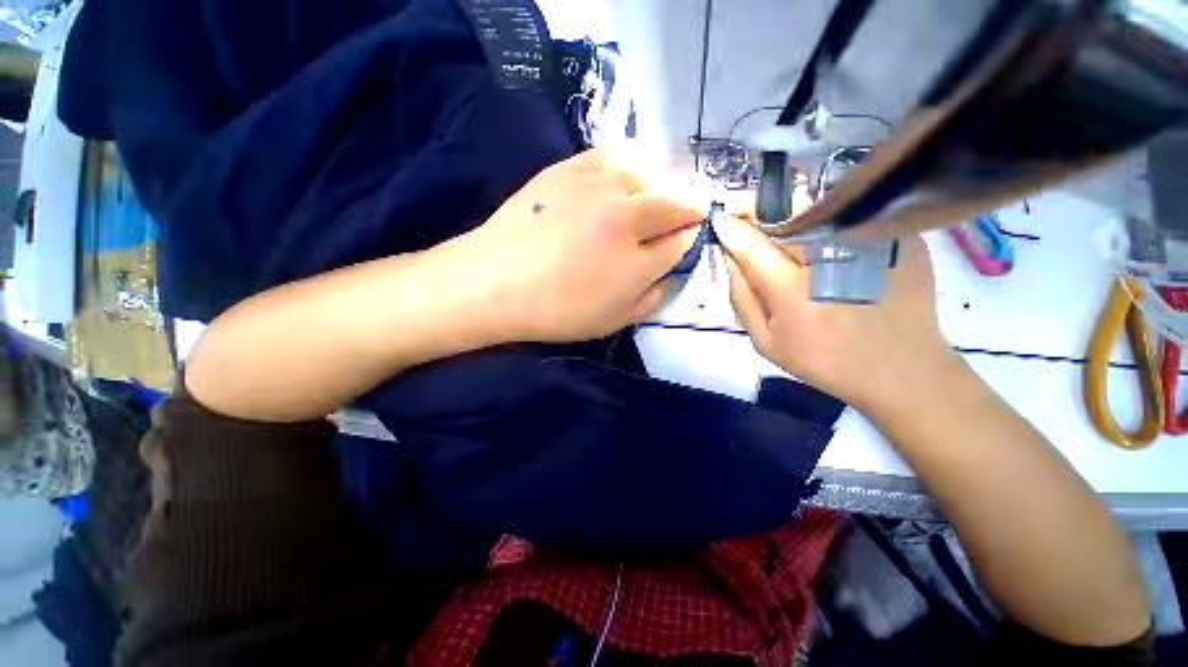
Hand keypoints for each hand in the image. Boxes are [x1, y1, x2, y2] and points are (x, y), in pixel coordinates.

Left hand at [454, 149, 703, 342]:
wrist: (496, 282)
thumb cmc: (557, 310)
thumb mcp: (613, 321)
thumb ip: (651, 298)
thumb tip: (671, 275)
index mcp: (638, 261)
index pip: (680, 242)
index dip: (688, 238)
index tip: (688, 237)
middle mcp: (626, 216)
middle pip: (672, 201)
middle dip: (687, 205)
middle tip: (687, 208)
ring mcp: (596, 187)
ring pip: (646, 173)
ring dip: (660, 182)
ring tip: (657, 191)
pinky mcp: (567, 169)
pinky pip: (610, 155)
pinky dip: (626, 161)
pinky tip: (624, 172)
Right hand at [714, 215, 954, 411]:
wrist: (900, 370)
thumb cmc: (823, 361)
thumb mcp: (765, 341)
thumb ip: (741, 297)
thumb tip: (729, 256)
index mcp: (793, 291)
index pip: (751, 244)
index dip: (732, 228)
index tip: (720, 219)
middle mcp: (830, 259)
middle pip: (785, 215)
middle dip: (759, 210)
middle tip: (747, 216)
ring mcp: (871, 244)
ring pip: (818, 207)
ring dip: (791, 211)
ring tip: (782, 226)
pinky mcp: (900, 238)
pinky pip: (851, 214)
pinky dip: (827, 217)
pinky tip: (822, 235)